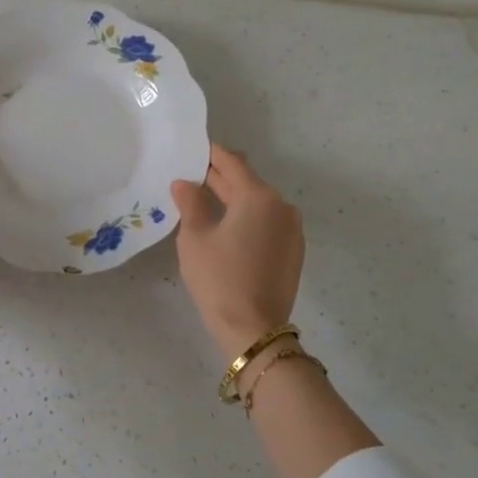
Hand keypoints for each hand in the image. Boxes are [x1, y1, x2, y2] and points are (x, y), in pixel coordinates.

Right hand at [170, 144, 304, 358]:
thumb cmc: (219, 278)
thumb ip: (191, 203)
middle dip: (220, 178)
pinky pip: (267, 223)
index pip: (233, 163)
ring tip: (204, 201)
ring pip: (258, 204)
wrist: (254, 330)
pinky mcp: (293, 251)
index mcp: (258, 197)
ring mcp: (292, 230)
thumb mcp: (195, 238)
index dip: (212, 153)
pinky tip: (226, 227)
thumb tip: (184, 184)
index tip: (194, 148)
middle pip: (247, 182)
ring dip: (234, 199)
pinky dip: (247, 218)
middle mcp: (281, 206)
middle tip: (191, 174)